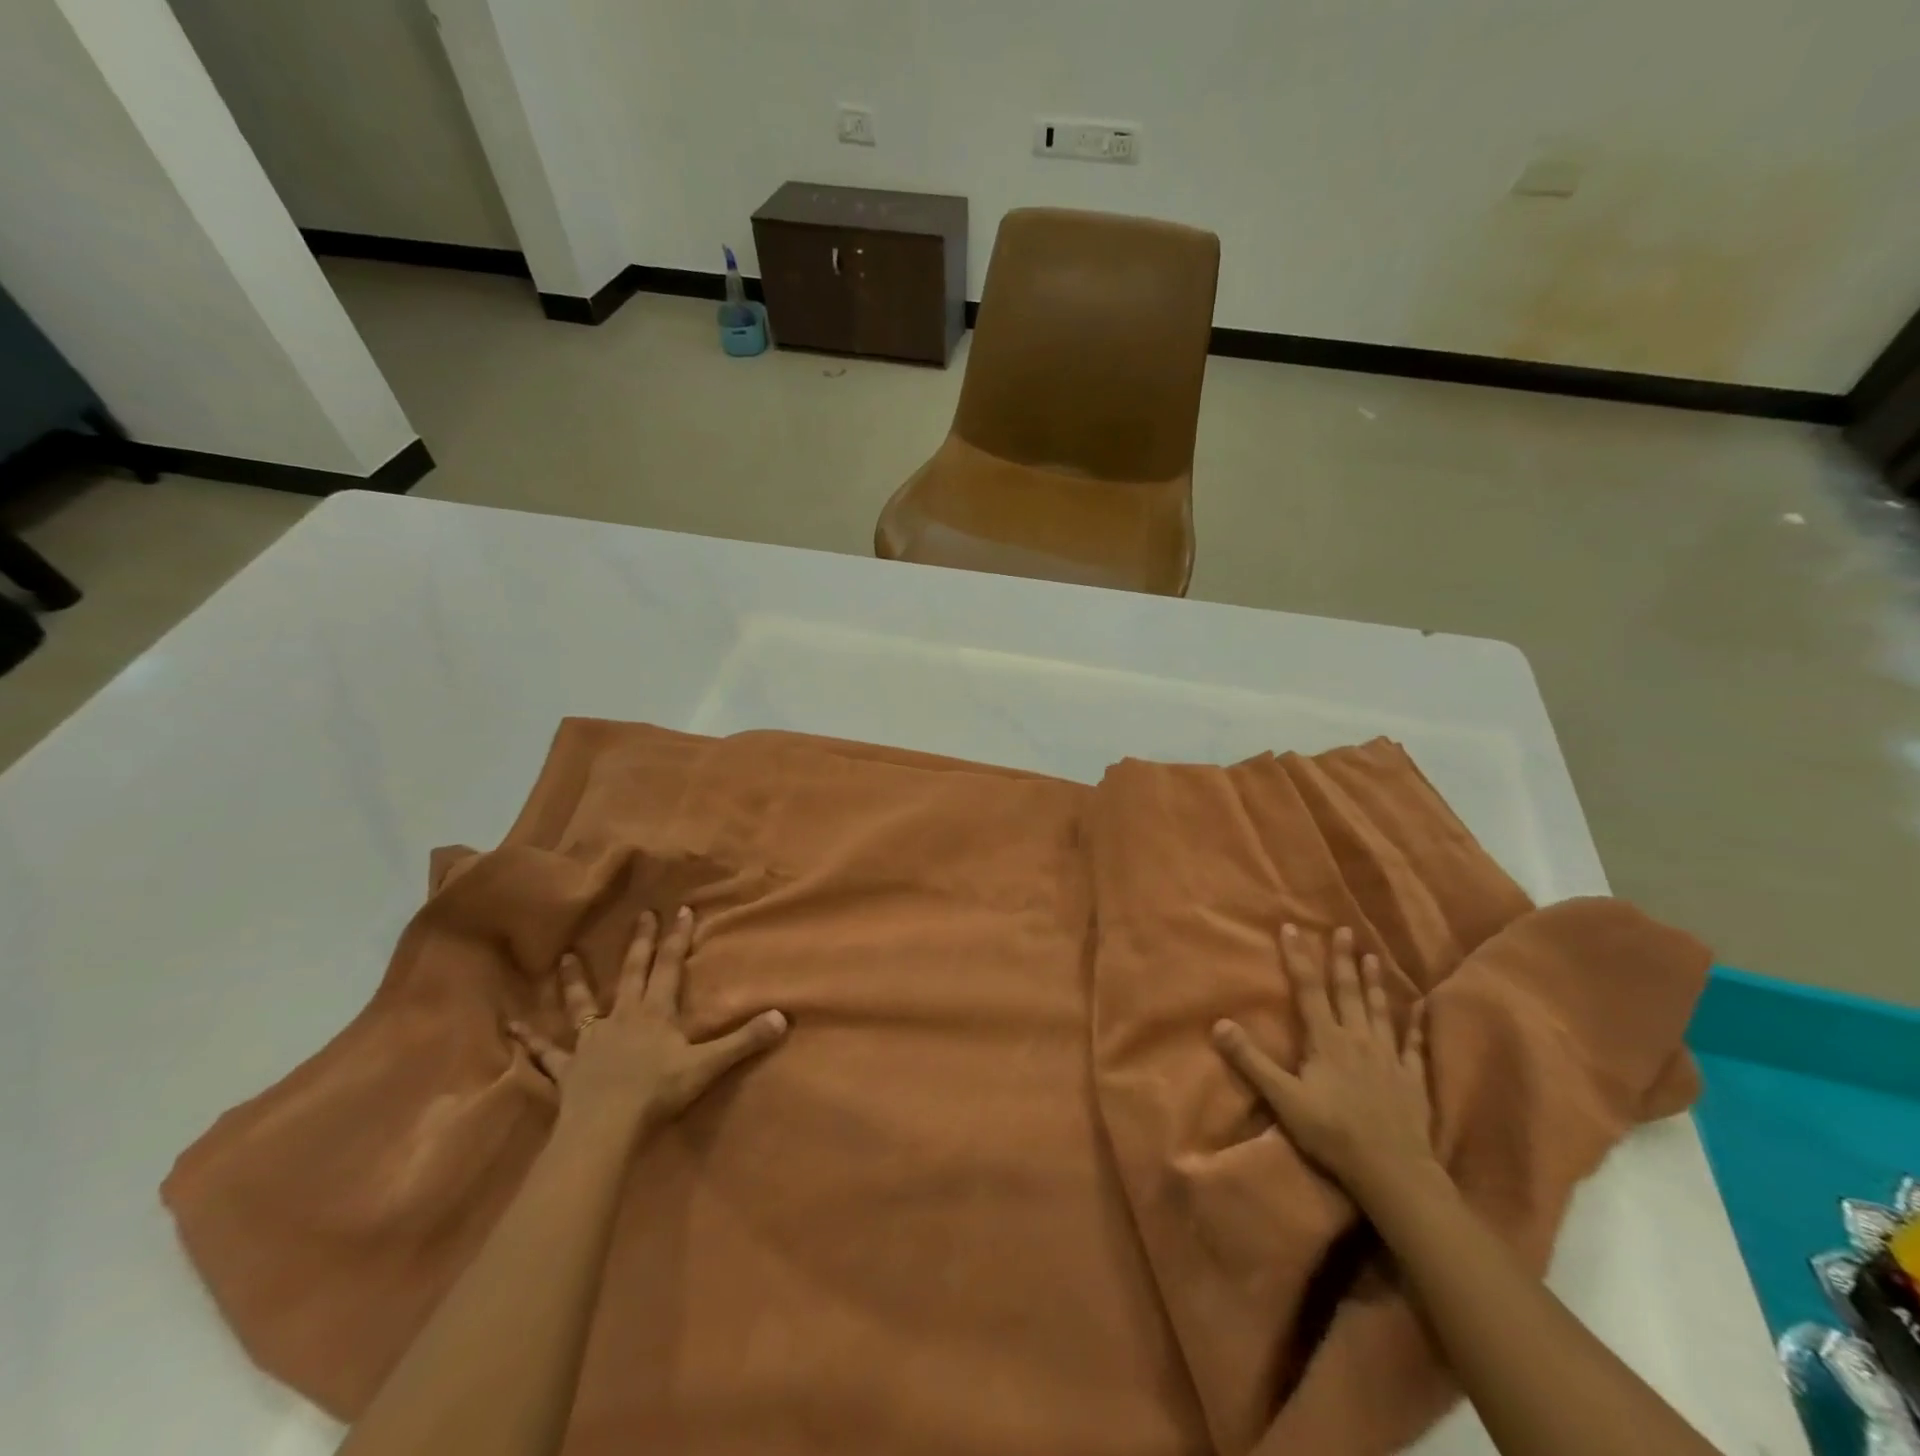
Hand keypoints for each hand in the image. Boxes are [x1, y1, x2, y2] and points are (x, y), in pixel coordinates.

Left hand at [508, 906, 786, 1139]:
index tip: (679, 909)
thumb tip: (783, 1017)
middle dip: (639, 943)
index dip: (676, 938)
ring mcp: (590, 1041)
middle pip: (632, 973)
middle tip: (640, 915)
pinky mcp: (568, 1068)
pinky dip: (529, 1041)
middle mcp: (622, 1017)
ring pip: (582, 1003)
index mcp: (655, 1013)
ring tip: (566, 956)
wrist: (605, 1127)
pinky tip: (510, 1027)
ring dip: (576, 980)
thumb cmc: (657, 1093)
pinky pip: (546, 1054)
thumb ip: (744, 1041)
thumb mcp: (708, 1065)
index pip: (669, 967)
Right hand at [1214, 924, 1435, 1203]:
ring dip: (1374, 982)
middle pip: (1347, 991)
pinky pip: (1414, 1046)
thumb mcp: (1283, 1098)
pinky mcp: (1411, 1079)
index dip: (1299, 957)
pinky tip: (1422, 1010)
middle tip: (1344, 930)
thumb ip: (1251, 1061)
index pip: (1308, 989)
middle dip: (1342, 959)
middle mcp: (1358, 1039)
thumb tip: (1219, 1024)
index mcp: (1326, 1040)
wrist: (1393, 1170)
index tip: (1292, 928)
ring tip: (1373, 957)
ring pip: (1379, 1011)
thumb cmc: (1332, 1132)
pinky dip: (1417, 1026)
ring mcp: (1388, 1057)